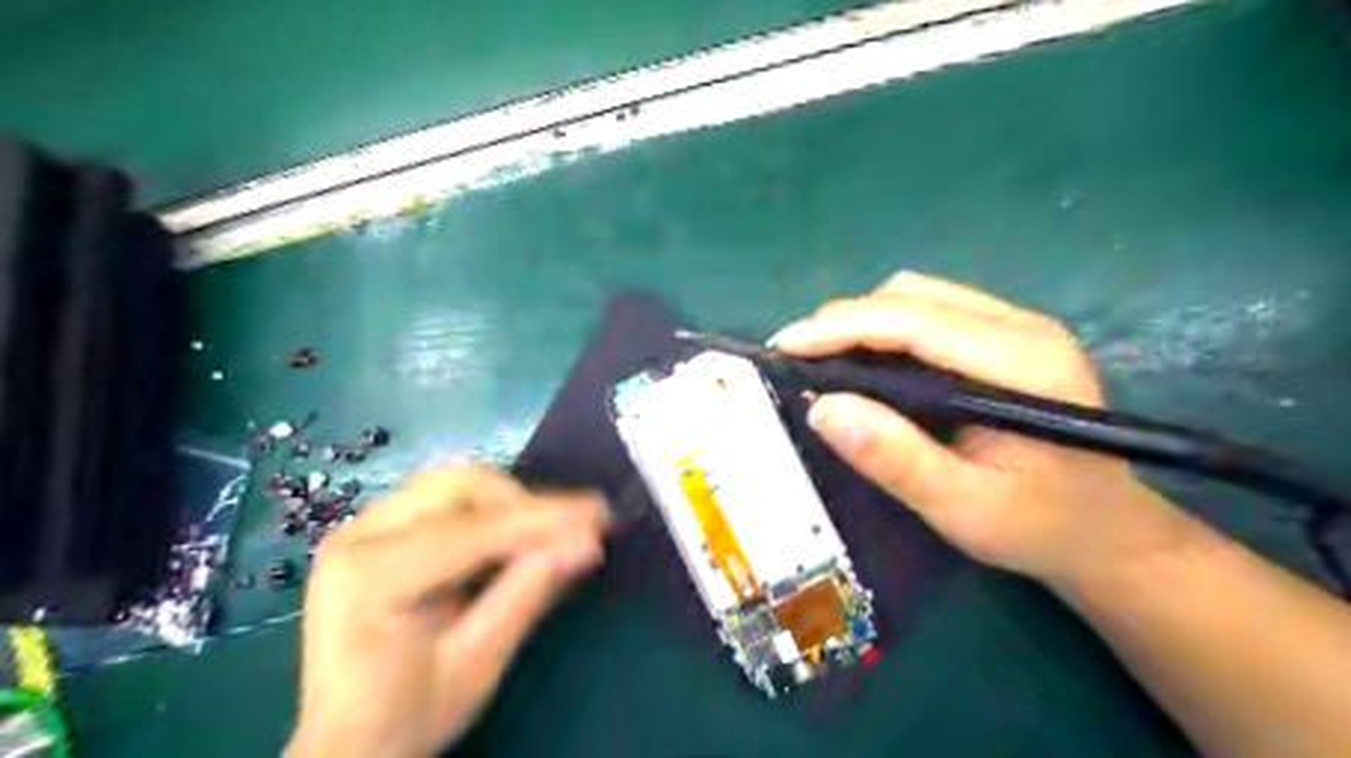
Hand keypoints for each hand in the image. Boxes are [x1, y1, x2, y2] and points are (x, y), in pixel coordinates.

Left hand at [286, 464, 607, 755]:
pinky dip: (488, 509)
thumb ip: (526, 596)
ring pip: (454, 482)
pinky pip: (443, 498)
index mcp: (372, 578)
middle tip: (574, 529)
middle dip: (525, 504)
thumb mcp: (476, 666)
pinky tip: (513, 536)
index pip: (473, 531)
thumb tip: (585, 544)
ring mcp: (362, 527)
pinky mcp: (374, 529)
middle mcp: (359, 536)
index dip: (542, 521)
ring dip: (508, 502)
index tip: (598, 518)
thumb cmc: (406, 715)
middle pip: (461, 486)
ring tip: (548, 532)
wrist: (345, 744)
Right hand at [771, 269, 1189, 584]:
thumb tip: (820, 406)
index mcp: (1024, 363)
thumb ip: (895, 459)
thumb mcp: (962, 508)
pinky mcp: (1004, 336)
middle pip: (912, 295)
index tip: (783, 347)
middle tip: (798, 363)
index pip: (914, 320)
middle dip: (844, 322)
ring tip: (824, 363)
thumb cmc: (1038, 528)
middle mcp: (1023, 327)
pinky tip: (864, 365)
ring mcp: (1016, 326)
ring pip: (916, 295)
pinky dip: (883, 330)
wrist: (1105, 533)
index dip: (841, 327)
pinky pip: (929, 311)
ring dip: (861, 323)